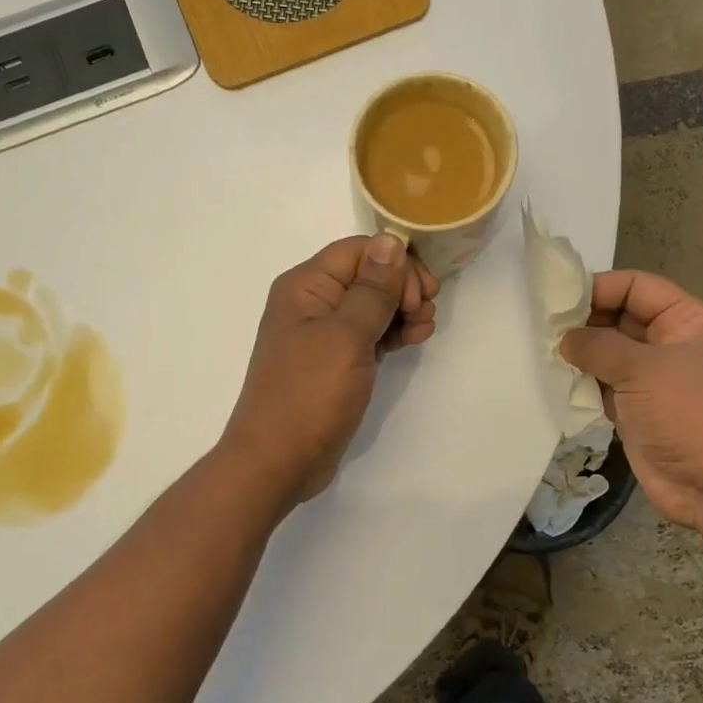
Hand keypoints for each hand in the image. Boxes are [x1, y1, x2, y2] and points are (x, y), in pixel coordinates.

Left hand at [223, 233, 439, 504]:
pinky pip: (371, 333)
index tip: (420, 294)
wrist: (278, 461)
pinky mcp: (337, 362)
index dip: (394, 264)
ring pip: (374, 305)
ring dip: (403, 311)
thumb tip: (391, 241)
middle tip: (423, 313)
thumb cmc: (309, 394)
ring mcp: (325, 334)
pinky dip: (394, 332)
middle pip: (368, 275)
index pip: (359, 251)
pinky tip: (415, 339)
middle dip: (403, 287)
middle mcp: (313, 303)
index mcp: (306, 286)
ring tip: (423, 330)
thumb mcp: (345, 337)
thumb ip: (372, 289)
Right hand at [559, 270, 702, 538]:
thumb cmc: (687, 414)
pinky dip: (581, 381)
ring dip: (579, 352)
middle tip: (542, 326)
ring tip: (541, 351)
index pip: (637, 286)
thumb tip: (565, 338)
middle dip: (584, 320)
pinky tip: (554, 380)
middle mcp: (668, 343)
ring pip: (607, 351)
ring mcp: (651, 377)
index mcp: (685, 320)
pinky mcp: (635, 407)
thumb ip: (598, 345)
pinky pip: (602, 383)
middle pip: (619, 316)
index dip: (600, 287)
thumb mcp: (642, 368)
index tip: (559, 299)